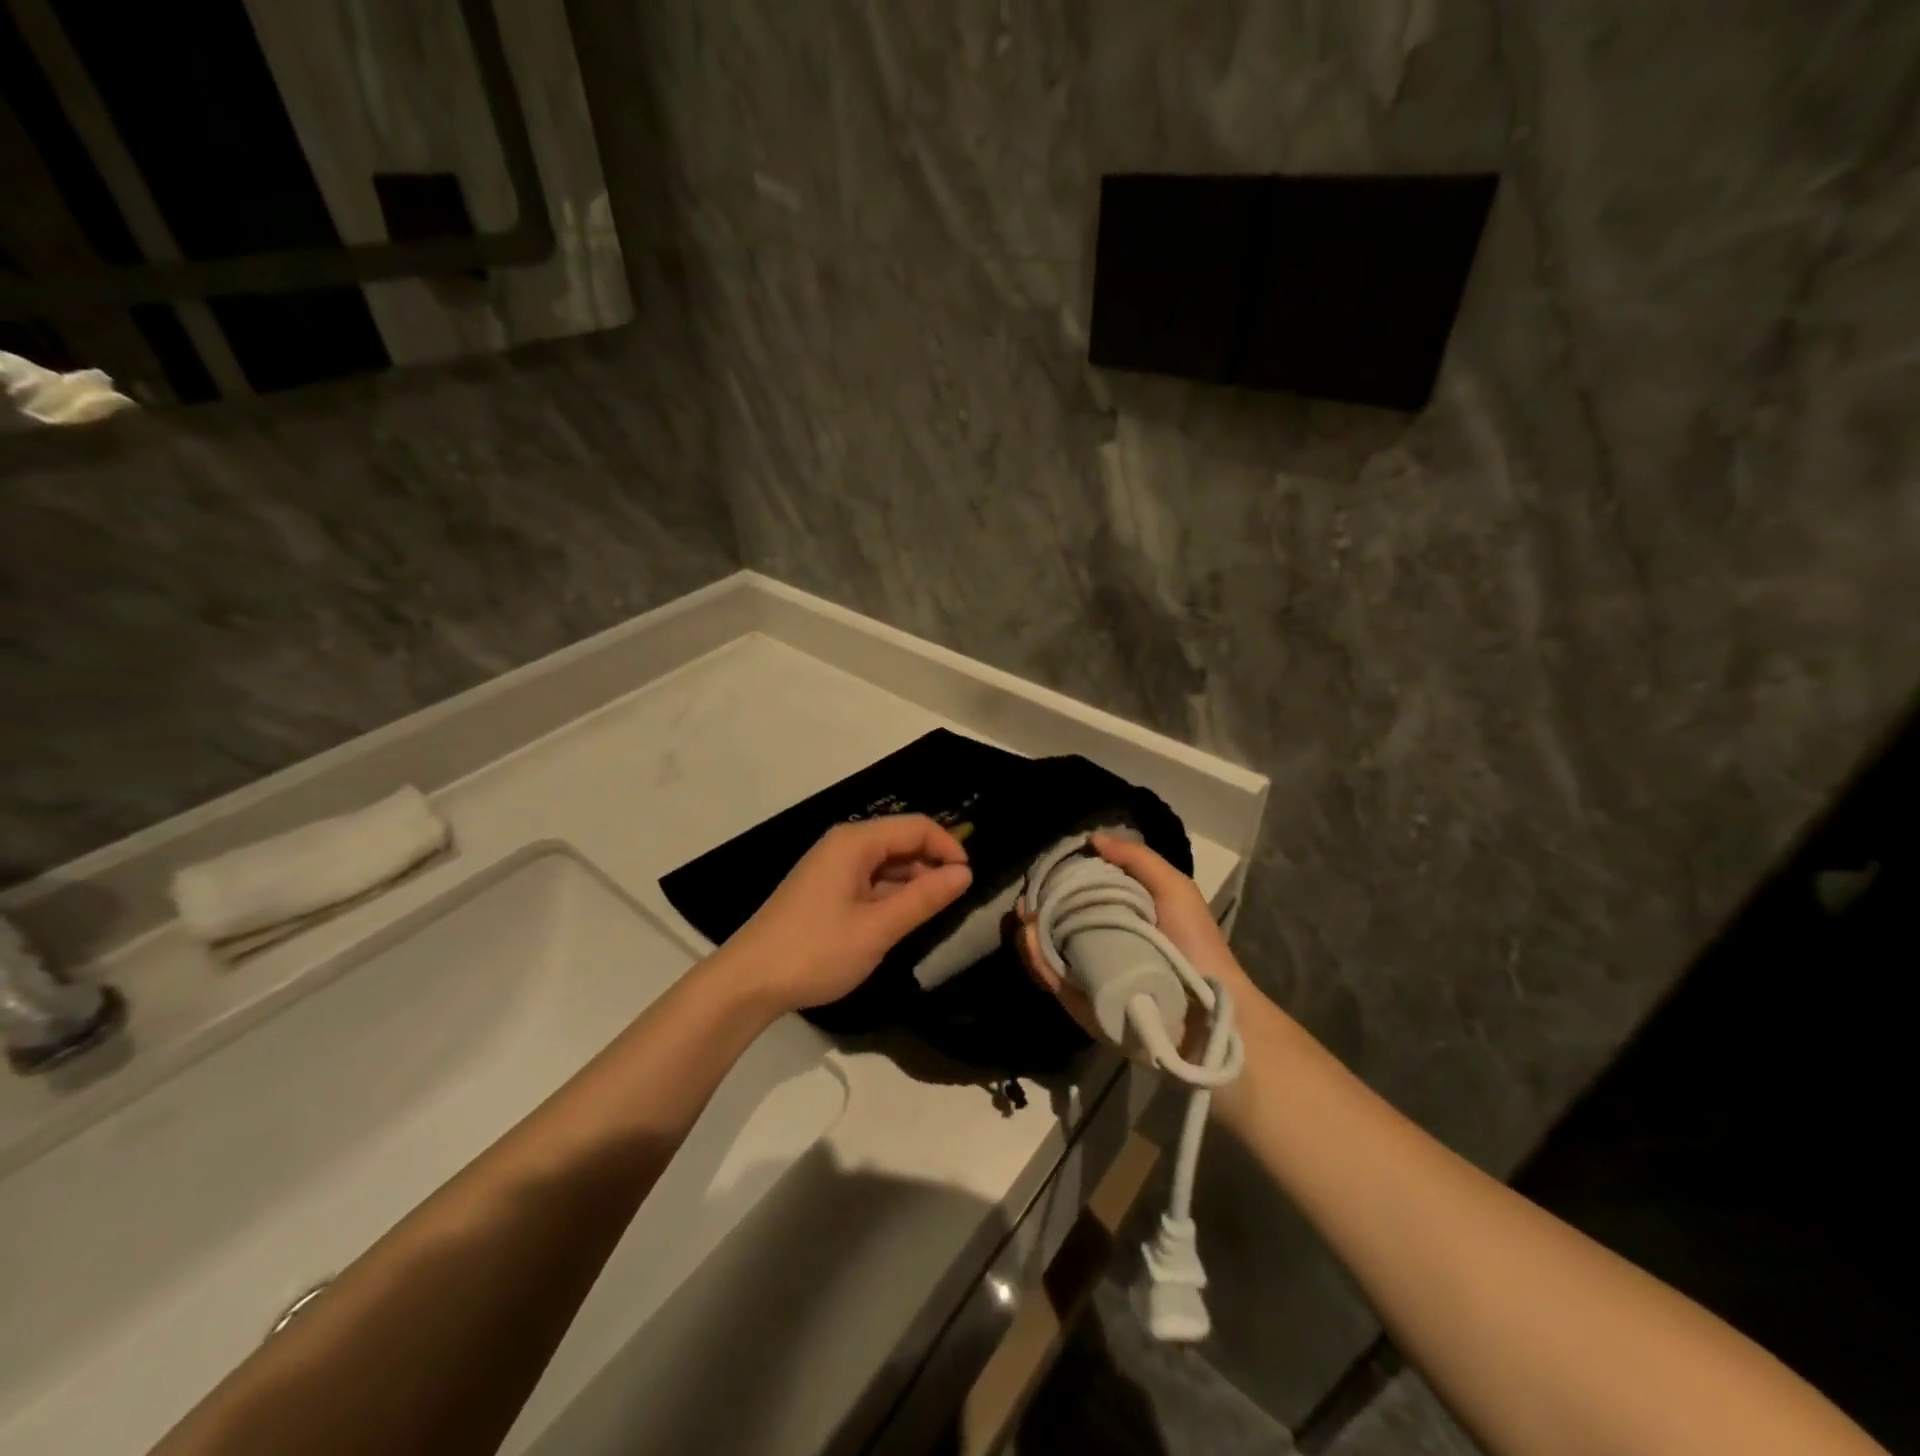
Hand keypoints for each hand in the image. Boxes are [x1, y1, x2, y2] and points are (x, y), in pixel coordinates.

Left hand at [724, 816, 972, 1014]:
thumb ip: (923, 898)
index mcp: (855, 842)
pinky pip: (869, 882)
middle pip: (901, 841)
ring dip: (912, 883)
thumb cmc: (816, 951)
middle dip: (932, 865)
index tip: (969, 882)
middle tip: (955, 904)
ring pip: (886, 864)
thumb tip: (965, 873)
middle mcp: (844, 845)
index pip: (917, 826)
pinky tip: (900, 922)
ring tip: (932, 916)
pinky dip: (890, 896)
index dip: (949, 847)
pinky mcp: (825, 890)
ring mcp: (832, 868)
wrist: (748, 982)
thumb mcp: (877, 928)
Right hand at [1015, 833, 1253, 1043]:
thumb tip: (1092, 838)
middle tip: (1026, 897)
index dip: (1058, 879)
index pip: (1078, 892)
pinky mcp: (1079, 1001)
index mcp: (1118, 914)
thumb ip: (1137, 859)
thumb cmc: (1194, 944)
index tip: (1043, 869)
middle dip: (1036, 905)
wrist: (1207, 1010)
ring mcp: (1085, 972)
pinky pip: (1050, 978)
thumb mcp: (1174, 889)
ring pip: (1044, 948)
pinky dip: (1036, 960)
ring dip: (1028, 931)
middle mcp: (1097, 941)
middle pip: (1053, 920)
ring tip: (1024, 916)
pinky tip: (1029, 940)